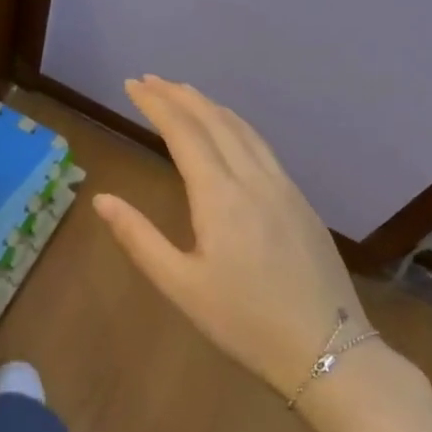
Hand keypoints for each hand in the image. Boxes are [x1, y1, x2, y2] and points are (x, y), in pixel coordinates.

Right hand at [93, 76, 367, 405]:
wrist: (330, 351)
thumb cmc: (245, 322)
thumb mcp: (181, 286)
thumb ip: (139, 238)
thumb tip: (101, 198)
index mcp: (220, 196)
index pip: (183, 132)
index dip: (156, 104)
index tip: (132, 85)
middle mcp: (254, 179)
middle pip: (214, 121)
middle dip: (179, 96)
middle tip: (150, 80)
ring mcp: (284, 188)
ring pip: (243, 129)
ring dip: (209, 105)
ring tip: (184, 93)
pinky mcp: (301, 202)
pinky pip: (262, 146)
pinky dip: (235, 125)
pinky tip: (230, 131)